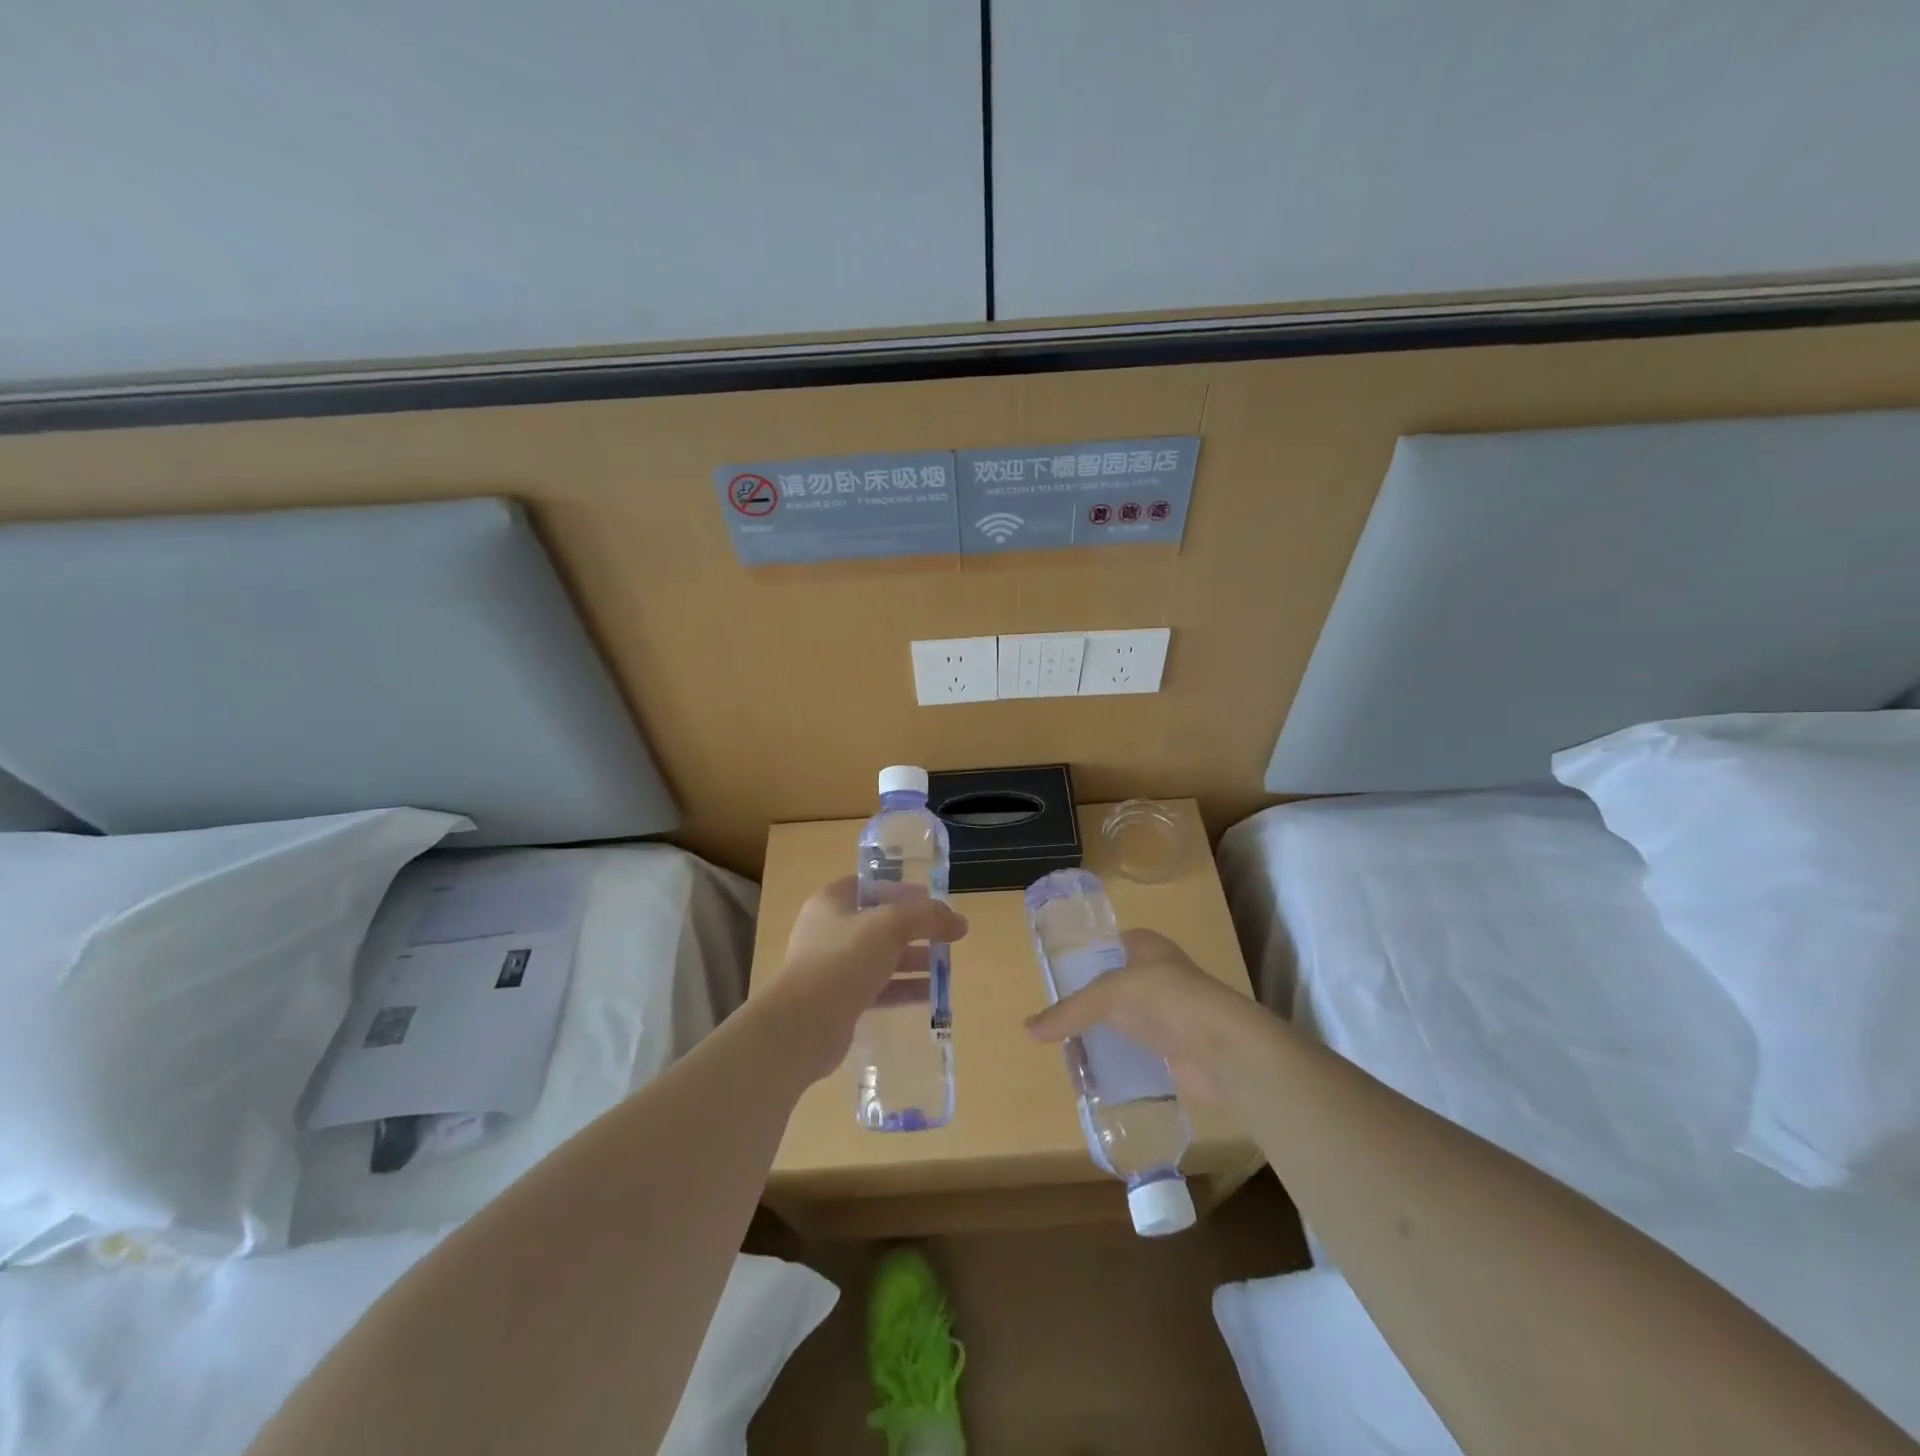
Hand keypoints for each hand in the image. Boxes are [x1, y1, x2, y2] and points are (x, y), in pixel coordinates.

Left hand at [769, 877, 968, 1081]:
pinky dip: (902, 989)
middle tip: (946, 939)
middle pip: (879, 923)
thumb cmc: (843, 960)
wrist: (803, 1024)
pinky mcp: (838, 1000)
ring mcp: (832, 967)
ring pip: (880, 957)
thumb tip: (961, 922)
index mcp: (832, 901)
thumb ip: (928, 918)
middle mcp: (829, 930)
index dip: (903, 891)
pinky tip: (930, 996)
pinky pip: (877, 988)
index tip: (933, 903)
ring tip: (945, 969)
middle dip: (914, 930)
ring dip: (912, 961)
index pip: (872, 886)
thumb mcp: (891, 926)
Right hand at [1023, 929, 1269, 1102]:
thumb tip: (1028, 1029)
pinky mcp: (1177, 1049)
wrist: (1222, 1046)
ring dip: (1105, 1037)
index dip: (1085, 961)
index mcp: (1147, 947)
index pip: (1110, 947)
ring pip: (1127, 1022)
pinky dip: (1122, 1063)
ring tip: (1072, 1054)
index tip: (1057, 982)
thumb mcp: (1108, 995)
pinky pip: (1140, 1053)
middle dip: (1090, 1006)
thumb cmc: (1165, 999)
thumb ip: (1069, 1011)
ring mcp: (1170, 1013)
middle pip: (1115, 988)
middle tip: (1058, 1024)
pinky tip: (1099, 1076)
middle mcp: (1159, 975)